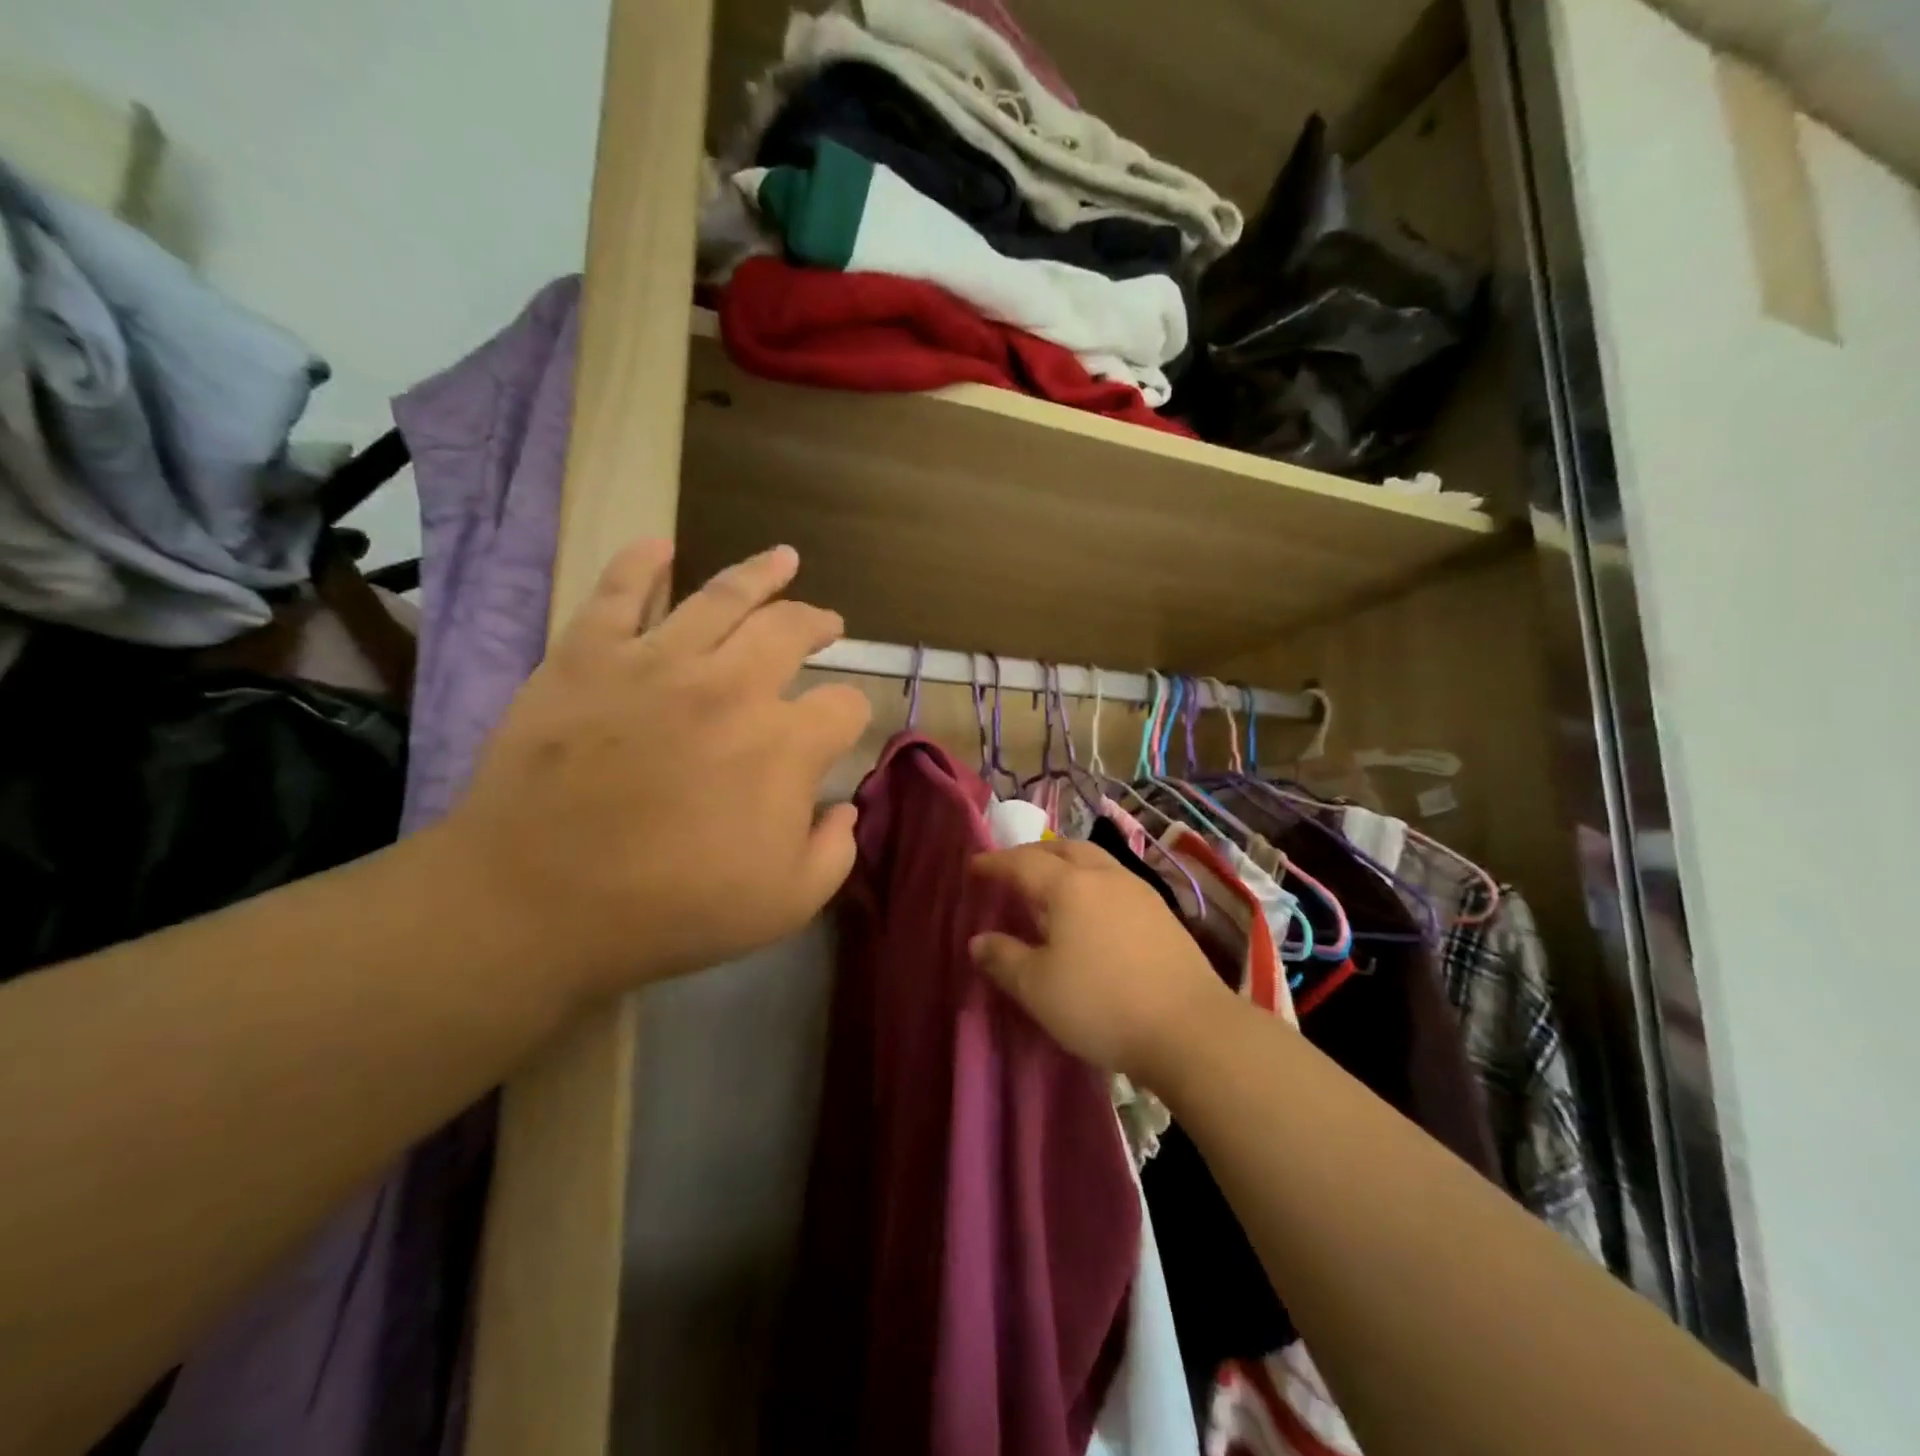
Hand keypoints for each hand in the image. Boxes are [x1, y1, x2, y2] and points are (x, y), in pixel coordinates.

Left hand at [441, 539, 870, 1007]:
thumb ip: (835, 852)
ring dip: (761, 572)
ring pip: (722, 596)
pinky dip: (641, 562)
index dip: (853, 715)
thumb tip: (846, 807)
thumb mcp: (785, 905)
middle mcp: (732, 686)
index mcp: (784, 744)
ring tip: (783, 558)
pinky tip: (661, 545)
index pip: (844, 707)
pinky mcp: (588, 656)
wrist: (537, 902)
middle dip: (819, 623)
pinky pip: (617, 591)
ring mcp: (657, 662)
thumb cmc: (671, 909)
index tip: (842, 727)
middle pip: (791, 630)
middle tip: (828, 623)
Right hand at [968, 839, 1235, 1086]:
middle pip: (1062, 849)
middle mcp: (1104, 876)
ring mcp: (1138, 891)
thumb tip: (979, 940)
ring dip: (1065, 863)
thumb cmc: (1102, 1004)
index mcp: (1068, 886)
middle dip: (1032, 854)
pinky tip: (1091, 909)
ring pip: (1093, 860)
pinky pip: (1114, 880)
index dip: (994, 863)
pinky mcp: (1161, 912)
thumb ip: (1004, 959)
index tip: (973, 867)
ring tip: (1050, 884)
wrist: (1190, 1028)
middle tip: (1011, 869)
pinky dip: (1090, 881)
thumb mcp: (1038, 989)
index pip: (1022, 863)